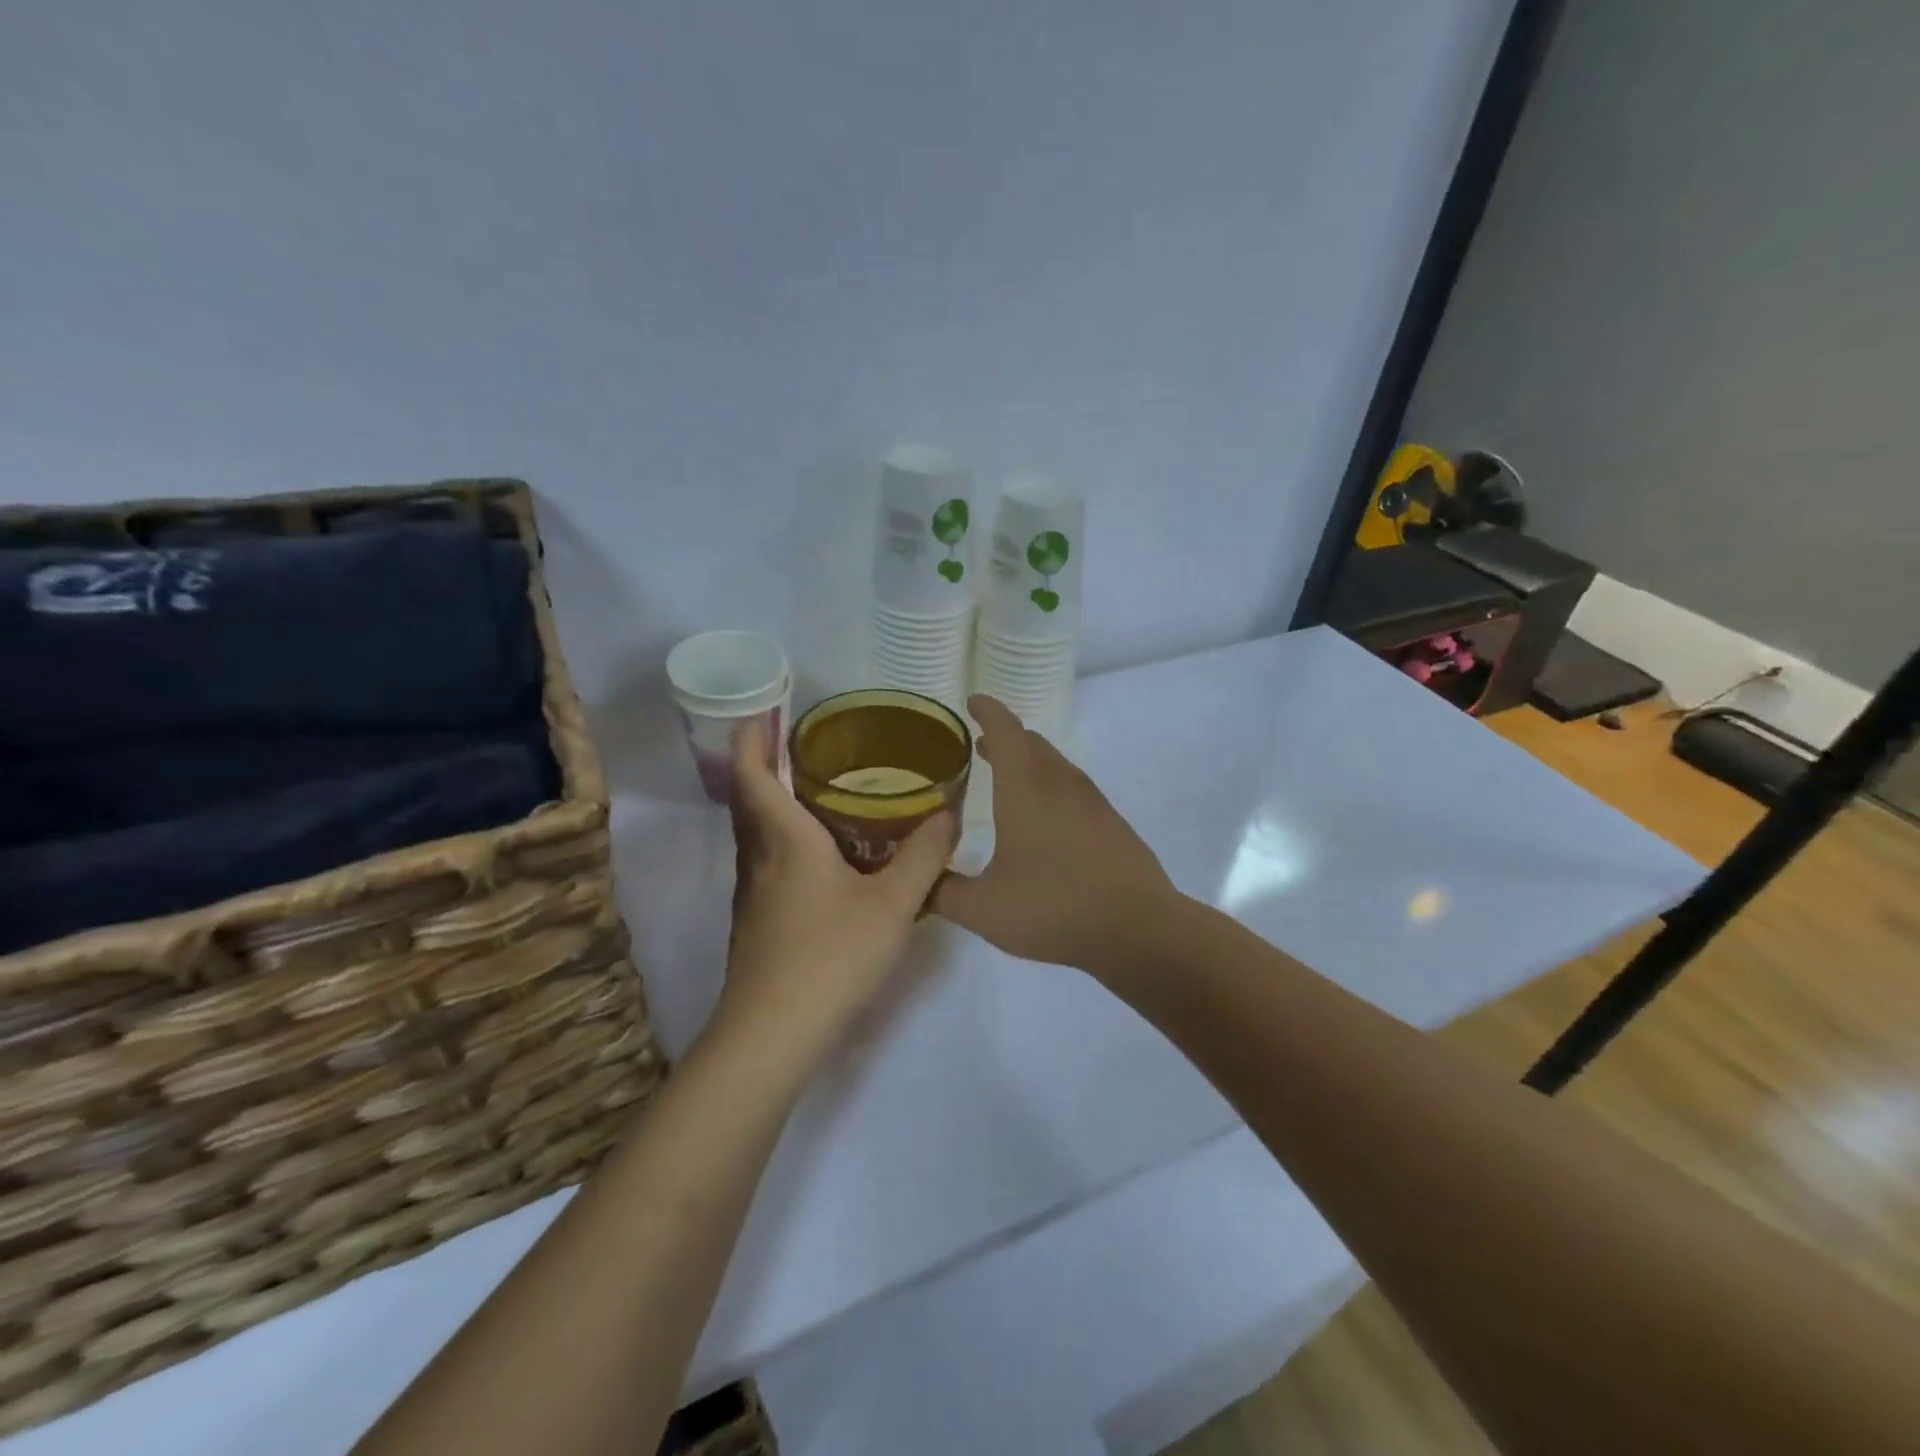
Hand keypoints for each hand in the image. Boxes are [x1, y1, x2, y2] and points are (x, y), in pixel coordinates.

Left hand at [718, 718, 956, 1061]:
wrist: (772, 1034)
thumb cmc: (831, 955)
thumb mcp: (893, 903)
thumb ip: (925, 855)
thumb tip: (950, 813)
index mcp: (785, 840)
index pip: (753, 774)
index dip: (751, 738)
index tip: (761, 711)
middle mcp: (760, 859)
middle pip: (748, 800)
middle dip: (762, 766)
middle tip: (797, 746)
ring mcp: (753, 894)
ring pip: (756, 835)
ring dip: (772, 805)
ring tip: (813, 794)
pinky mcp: (756, 923)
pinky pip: (766, 863)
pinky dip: (783, 842)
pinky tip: (820, 859)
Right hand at [933, 695, 1179, 973]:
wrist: (1137, 929)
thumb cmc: (1053, 909)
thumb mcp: (983, 909)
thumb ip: (941, 892)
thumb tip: (915, 884)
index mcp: (1025, 789)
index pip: (1005, 731)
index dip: (987, 711)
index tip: (972, 702)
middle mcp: (1060, 784)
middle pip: (1031, 743)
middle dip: (1005, 736)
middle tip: (981, 745)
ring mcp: (1092, 802)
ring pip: (1055, 764)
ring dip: (1029, 760)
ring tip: (1007, 778)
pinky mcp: (1112, 823)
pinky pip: (1074, 788)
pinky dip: (1051, 785)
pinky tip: (1046, 819)